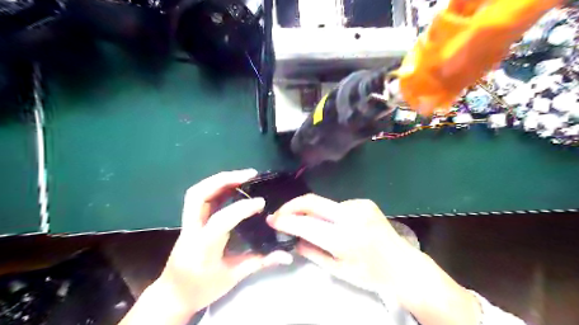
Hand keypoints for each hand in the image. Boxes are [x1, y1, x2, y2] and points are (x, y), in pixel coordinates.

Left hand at [158, 171, 293, 313]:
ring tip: (244, 176)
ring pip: (197, 192)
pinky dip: (218, 187)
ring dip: (220, 179)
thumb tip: (287, 255)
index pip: (220, 221)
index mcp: (203, 248)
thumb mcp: (233, 278)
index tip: (261, 202)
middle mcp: (191, 231)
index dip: (242, 208)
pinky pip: (201, 197)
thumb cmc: (202, 289)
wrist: (172, 295)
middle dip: (224, 180)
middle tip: (249, 174)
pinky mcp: (190, 221)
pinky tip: (234, 186)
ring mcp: (187, 224)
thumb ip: (260, 262)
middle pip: (198, 195)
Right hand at [264, 195, 418, 296]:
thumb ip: (311, 251)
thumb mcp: (337, 269)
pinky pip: (337, 205)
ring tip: (308, 224)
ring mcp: (359, 205)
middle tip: (279, 214)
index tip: (272, 220)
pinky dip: (328, 213)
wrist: (402, 265)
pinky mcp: (364, 201)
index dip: (285, 221)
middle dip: (291, 206)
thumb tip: (293, 238)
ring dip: (311, 212)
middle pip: (312, 201)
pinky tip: (333, 224)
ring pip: (324, 204)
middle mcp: (351, 216)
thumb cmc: (370, 274)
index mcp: (343, 238)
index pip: (305, 224)